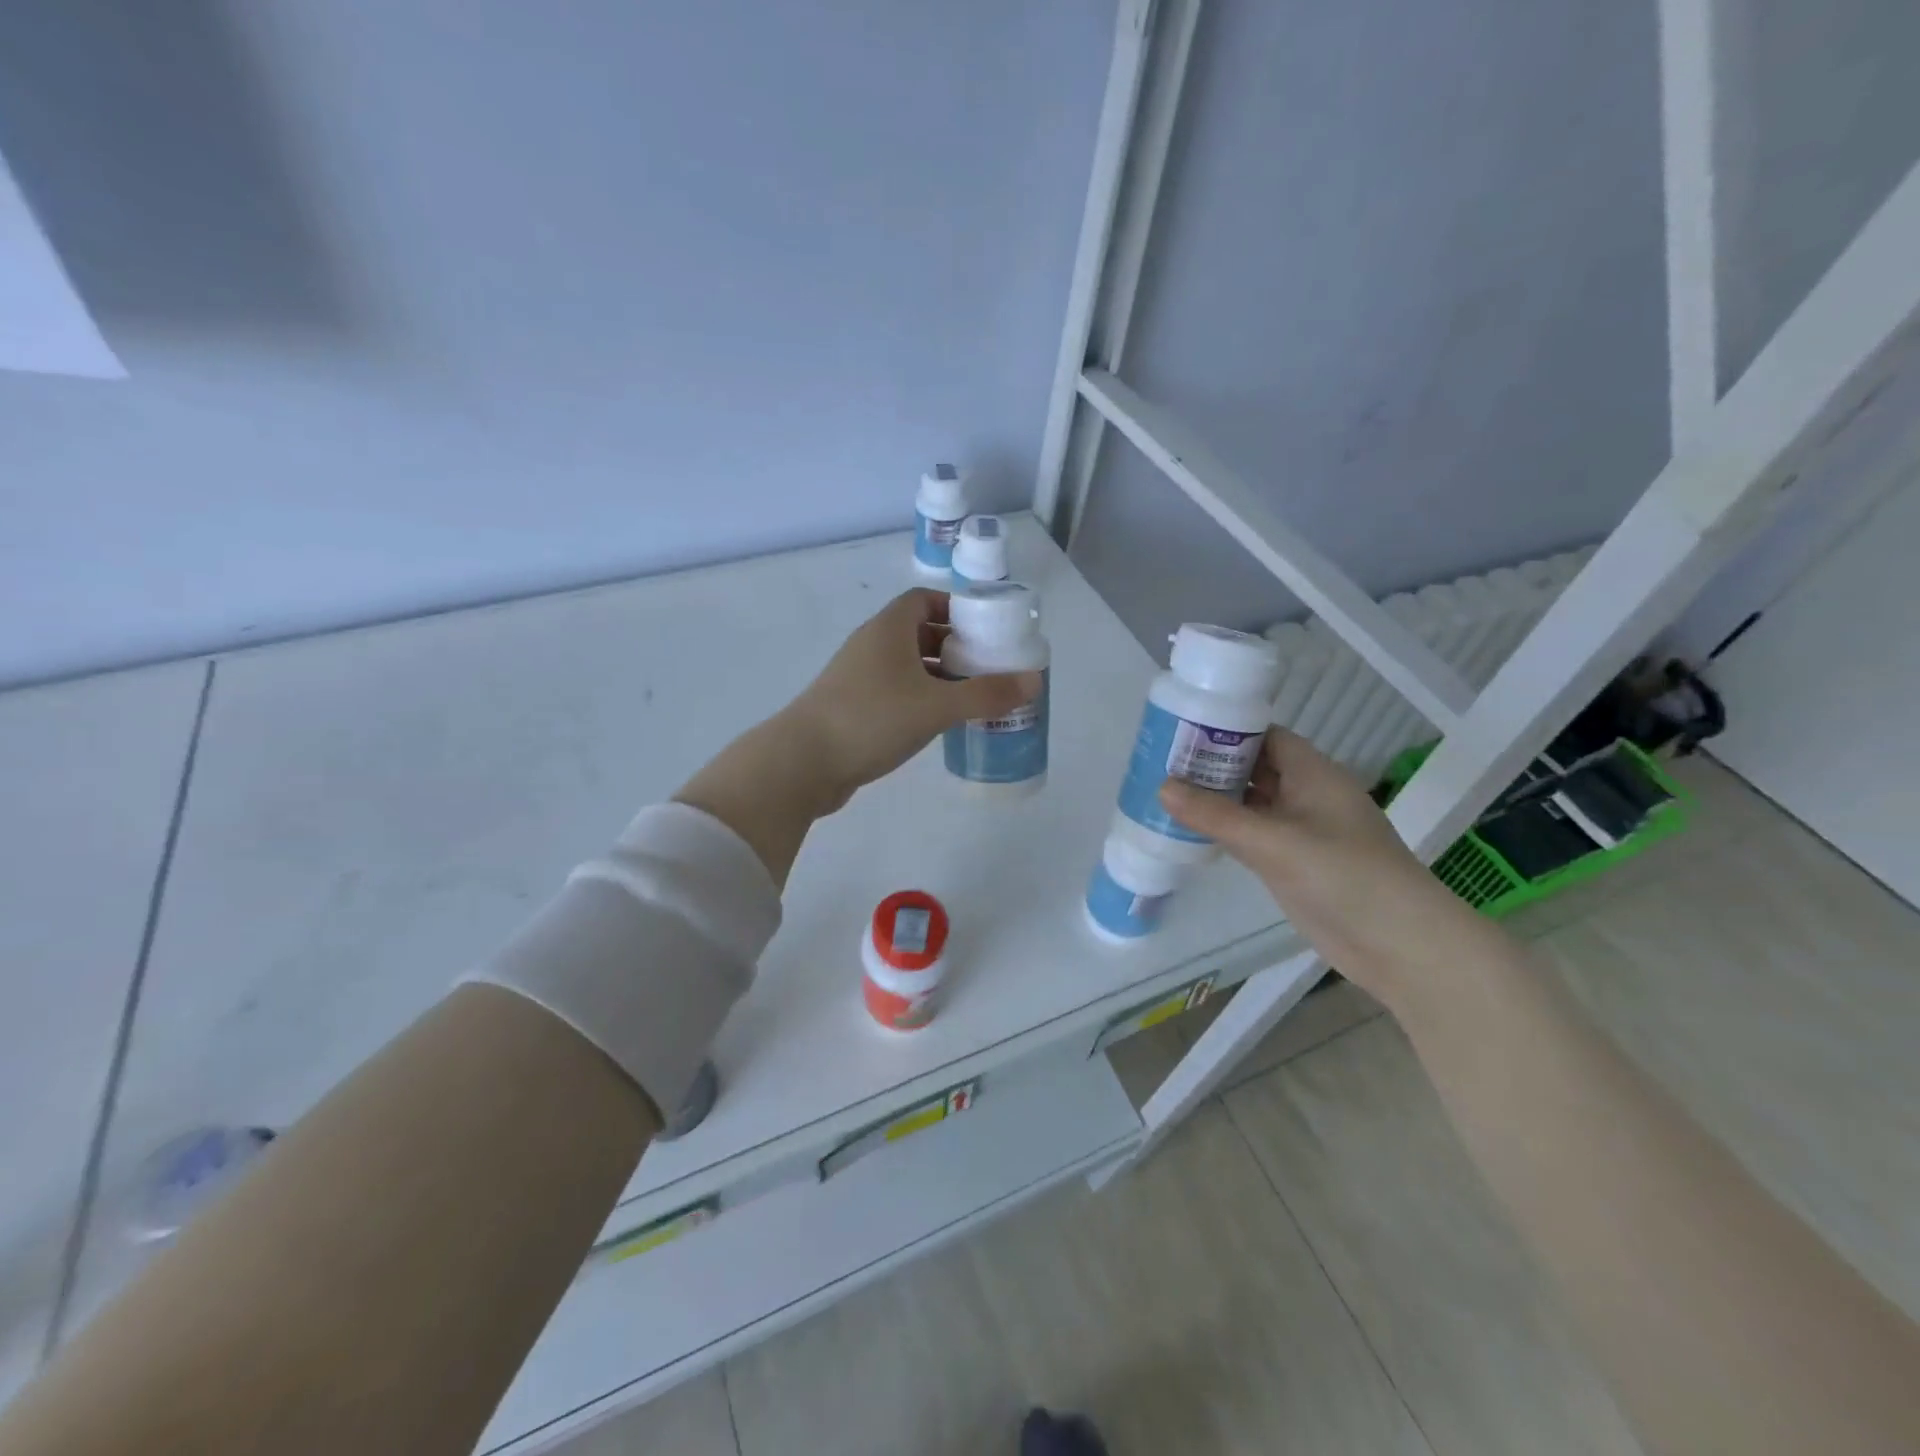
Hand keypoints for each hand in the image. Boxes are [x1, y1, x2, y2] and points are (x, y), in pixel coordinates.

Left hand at [677, 590, 1041, 885]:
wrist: (801, 763)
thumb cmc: (871, 719)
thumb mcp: (936, 706)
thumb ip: (986, 694)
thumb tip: (1033, 681)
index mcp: (888, 629)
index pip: (924, 599)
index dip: (956, 608)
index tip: (986, 629)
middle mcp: (871, 646)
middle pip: (919, 633)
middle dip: (955, 646)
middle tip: (989, 667)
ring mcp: (858, 678)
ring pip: (907, 667)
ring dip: (939, 677)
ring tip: (973, 698)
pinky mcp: (852, 708)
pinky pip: (895, 693)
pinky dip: (919, 700)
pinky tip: (939, 723)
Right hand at [1158, 728, 1479, 1001]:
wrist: (1398, 944)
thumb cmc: (1343, 876)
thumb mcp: (1274, 842)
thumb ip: (1217, 816)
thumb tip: (1162, 787)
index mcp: (1313, 773)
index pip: (1265, 736)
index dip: (1226, 730)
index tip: (1181, 731)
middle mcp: (1306, 795)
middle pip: (1254, 767)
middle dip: (1212, 764)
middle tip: (1160, 761)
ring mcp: (1300, 831)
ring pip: (1250, 802)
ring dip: (1215, 798)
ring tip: (1163, 789)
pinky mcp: (1292, 863)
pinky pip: (1251, 834)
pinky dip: (1223, 829)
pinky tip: (1188, 829)